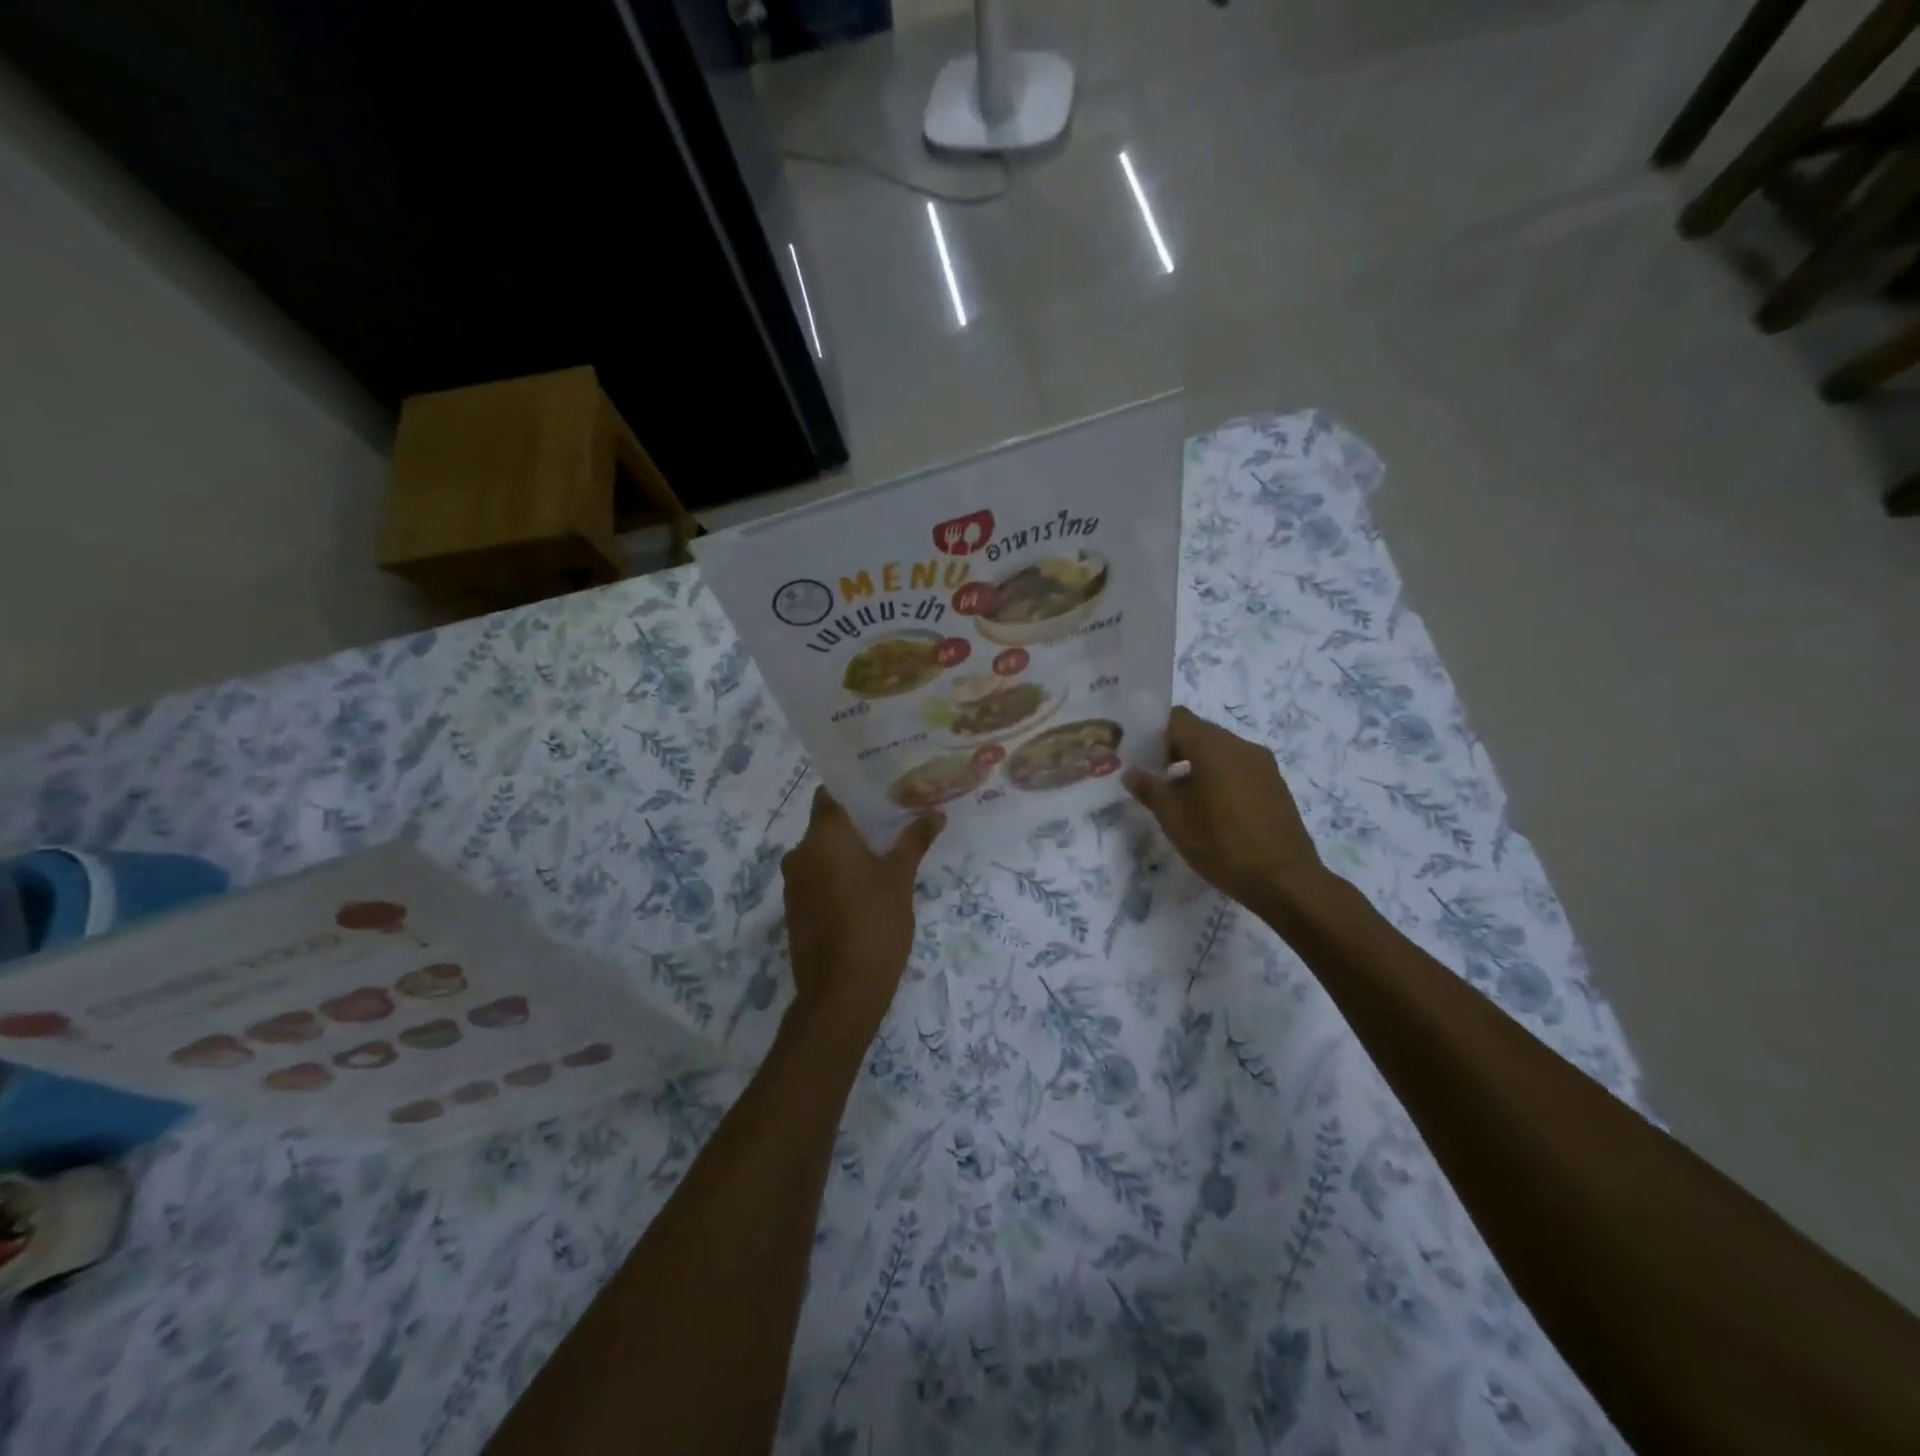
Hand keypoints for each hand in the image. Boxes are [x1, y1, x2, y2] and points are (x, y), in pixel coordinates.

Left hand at [780, 787, 943, 1038]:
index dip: (854, 789)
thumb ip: (914, 841)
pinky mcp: (795, 910)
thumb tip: (935, 814)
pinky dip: (837, 875)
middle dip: (857, 822)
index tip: (882, 789)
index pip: (830, 794)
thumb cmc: (874, 924)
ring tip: (885, 852)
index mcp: (822, 837)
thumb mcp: (900, 879)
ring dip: (848, 851)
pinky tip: (865, 886)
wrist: (841, 993)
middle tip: (894, 821)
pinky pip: (817, 878)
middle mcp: (799, 853)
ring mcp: (793, 884)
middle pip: (827, 824)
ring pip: (822, 853)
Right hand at [1123, 706, 1327, 913]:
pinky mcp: (1274, 784)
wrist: (1285, 880)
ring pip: (1219, 751)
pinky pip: (1237, 767)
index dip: (1152, 731)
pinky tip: (1208, 808)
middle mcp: (1241, 746)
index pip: (1177, 718)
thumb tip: (1132, 772)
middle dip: (1172, 749)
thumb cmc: (1222, 844)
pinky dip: (1217, 776)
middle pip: (1199, 732)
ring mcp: (1262, 764)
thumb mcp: (1175, 819)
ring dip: (1194, 764)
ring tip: (1177, 796)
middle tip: (1151, 776)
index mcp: (1214, 747)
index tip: (1137, 753)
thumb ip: (1150, 789)